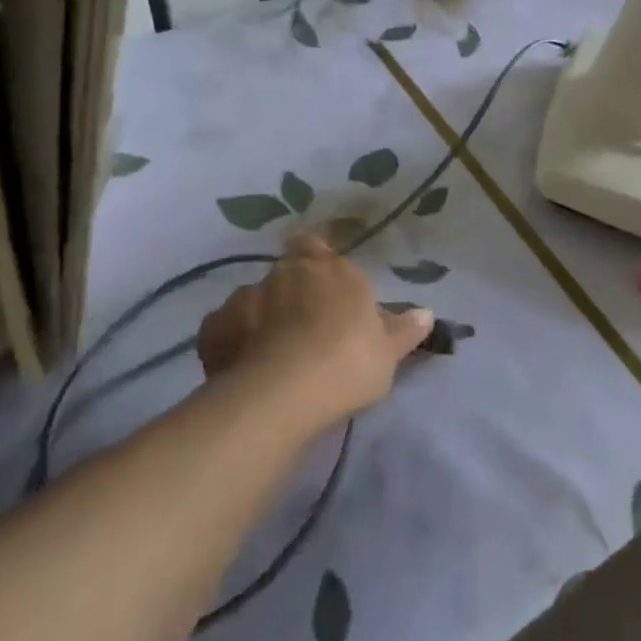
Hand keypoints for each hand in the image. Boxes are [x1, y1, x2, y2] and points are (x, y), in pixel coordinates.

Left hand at [197, 235, 432, 427]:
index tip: (324, 282)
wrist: (281, 395)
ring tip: (271, 354)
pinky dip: (233, 342)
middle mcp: (285, 272)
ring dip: (262, 318)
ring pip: (254, 301)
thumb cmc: (346, 363)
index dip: (318, 259)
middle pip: (286, 273)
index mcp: (328, 269)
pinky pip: (225, 329)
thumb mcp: (387, 352)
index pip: (317, 245)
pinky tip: (243, 368)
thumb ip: (404, 330)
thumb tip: (426, 313)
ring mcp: (245, 297)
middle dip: (292, 293)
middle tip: (303, 327)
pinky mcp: (214, 328)